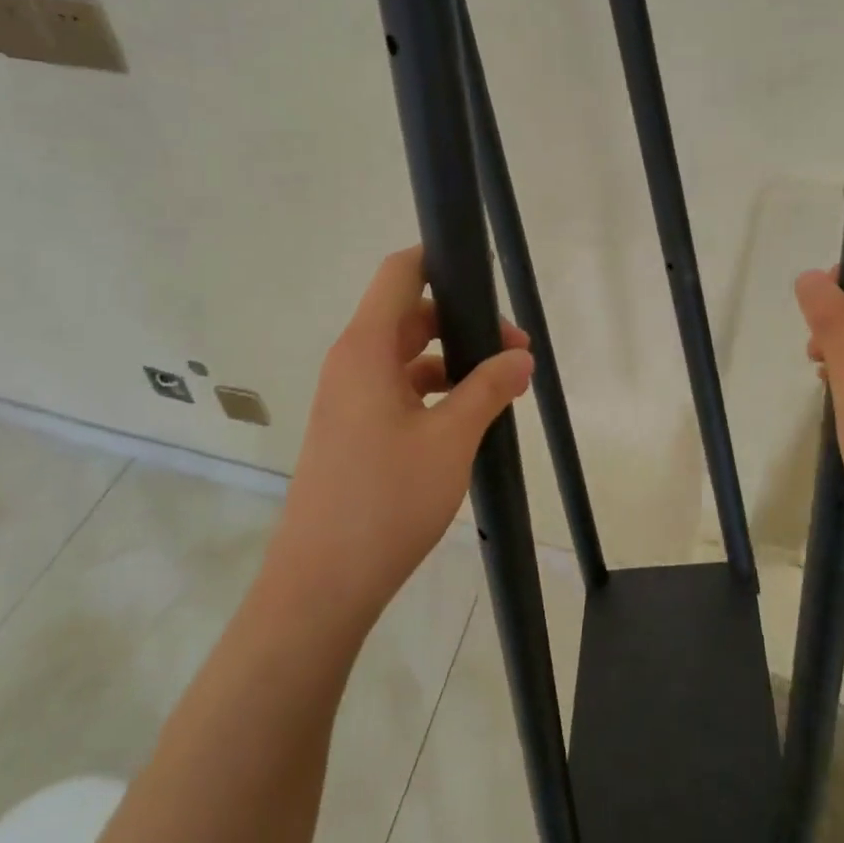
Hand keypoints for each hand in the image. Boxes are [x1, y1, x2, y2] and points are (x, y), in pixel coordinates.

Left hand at [273, 246, 533, 626]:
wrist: (322, 584)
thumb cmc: (386, 500)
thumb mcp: (451, 439)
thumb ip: (489, 389)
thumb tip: (521, 356)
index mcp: (366, 349)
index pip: (399, 273)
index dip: (438, 258)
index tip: (485, 273)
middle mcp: (352, 363)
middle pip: (411, 316)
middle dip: (464, 324)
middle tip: (516, 352)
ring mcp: (350, 399)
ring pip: (408, 357)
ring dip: (454, 363)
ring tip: (504, 389)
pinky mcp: (354, 430)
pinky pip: (400, 391)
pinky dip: (436, 393)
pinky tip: (471, 419)